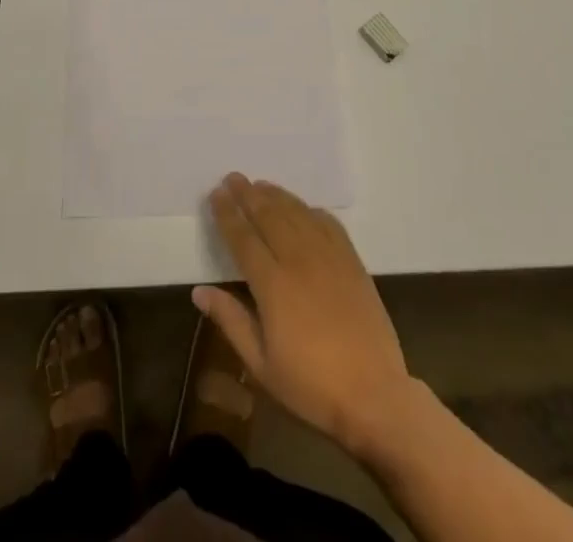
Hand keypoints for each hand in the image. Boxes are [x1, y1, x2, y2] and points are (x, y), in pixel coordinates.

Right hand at [195, 173, 412, 457]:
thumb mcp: (261, 366)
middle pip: (269, 216)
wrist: (374, 395)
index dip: (227, 214)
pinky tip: (303, 208)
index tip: (216, 194)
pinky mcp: (352, 261)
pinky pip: (328, 224)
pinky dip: (311, 210)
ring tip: (260, 184)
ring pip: (297, 213)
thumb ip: (230, 321)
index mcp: (273, 285)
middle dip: (248, 195)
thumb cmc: (311, 386)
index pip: (243, 238)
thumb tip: (199, 290)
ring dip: (276, 196)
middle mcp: (299, 260)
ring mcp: (329, 257)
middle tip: (233, 177)